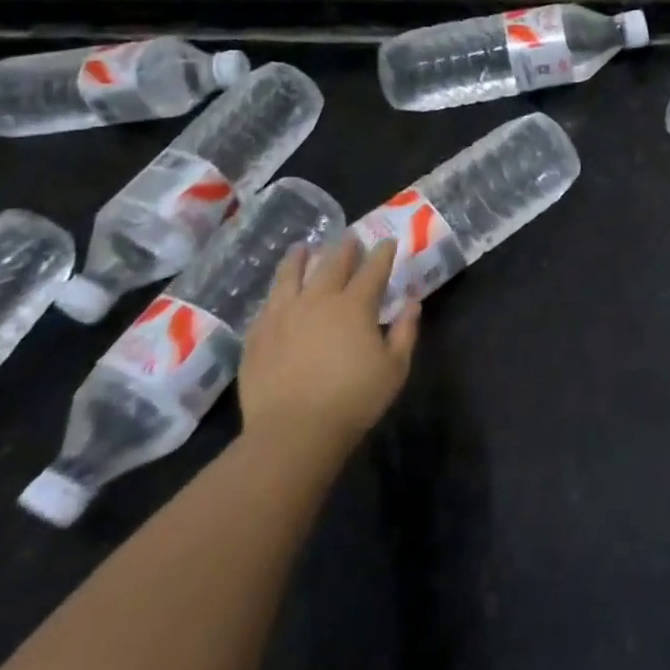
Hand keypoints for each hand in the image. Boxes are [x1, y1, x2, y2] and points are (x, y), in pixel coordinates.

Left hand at [239, 238, 419, 469]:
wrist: (292, 433)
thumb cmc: (353, 400)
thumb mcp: (395, 368)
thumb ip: (405, 332)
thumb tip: (412, 303)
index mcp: (354, 306)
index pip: (373, 270)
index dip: (382, 254)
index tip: (387, 242)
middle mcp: (317, 301)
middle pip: (332, 264)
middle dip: (345, 248)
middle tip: (350, 237)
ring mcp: (282, 316)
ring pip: (291, 276)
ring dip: (300, 259)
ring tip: (303, 248)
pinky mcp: (256, 337)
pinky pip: (267, 305)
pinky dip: (276, 292)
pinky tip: (277, 293)